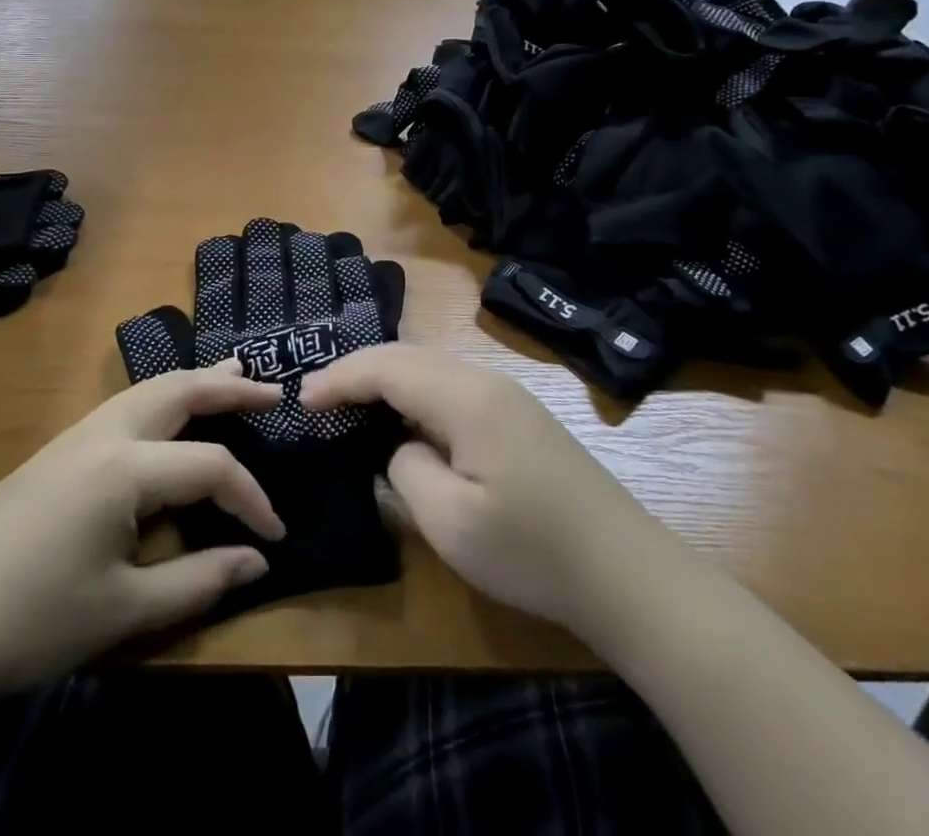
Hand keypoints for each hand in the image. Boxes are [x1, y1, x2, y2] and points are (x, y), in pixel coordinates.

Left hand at [0, 361, 284, 716]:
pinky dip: (164, 400)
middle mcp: (104, 434)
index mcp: (126, 467)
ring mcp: (74, 437)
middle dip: (230, 385)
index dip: (252, 499)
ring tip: (233, 375)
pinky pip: (126, 407)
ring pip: (150, 389)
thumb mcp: (121, 611)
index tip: (277, 535)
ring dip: (195, 382)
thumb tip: (257, 560)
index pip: (211, 468)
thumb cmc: (26, 623)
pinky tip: (169, 418)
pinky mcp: (56, 452)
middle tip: (274, 390)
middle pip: (180, 390)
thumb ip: (197, 581)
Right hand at [302, 345, 660, 644]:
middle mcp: (485, 380)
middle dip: (358, 370)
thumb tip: (400, 448)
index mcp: (466, 398)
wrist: (627, 572)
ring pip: (431, 367)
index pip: (388, 367)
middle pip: (408, 356)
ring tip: (350, 403)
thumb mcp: (451, 523)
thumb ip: (406, 470)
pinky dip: (414, 392)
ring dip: (387, 378)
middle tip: (317, 397)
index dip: (341, 377)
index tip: (302, 400)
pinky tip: (405, 420)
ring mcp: (507, 395)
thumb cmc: (533, 551)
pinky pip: (451, 386)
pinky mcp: (519, 416)